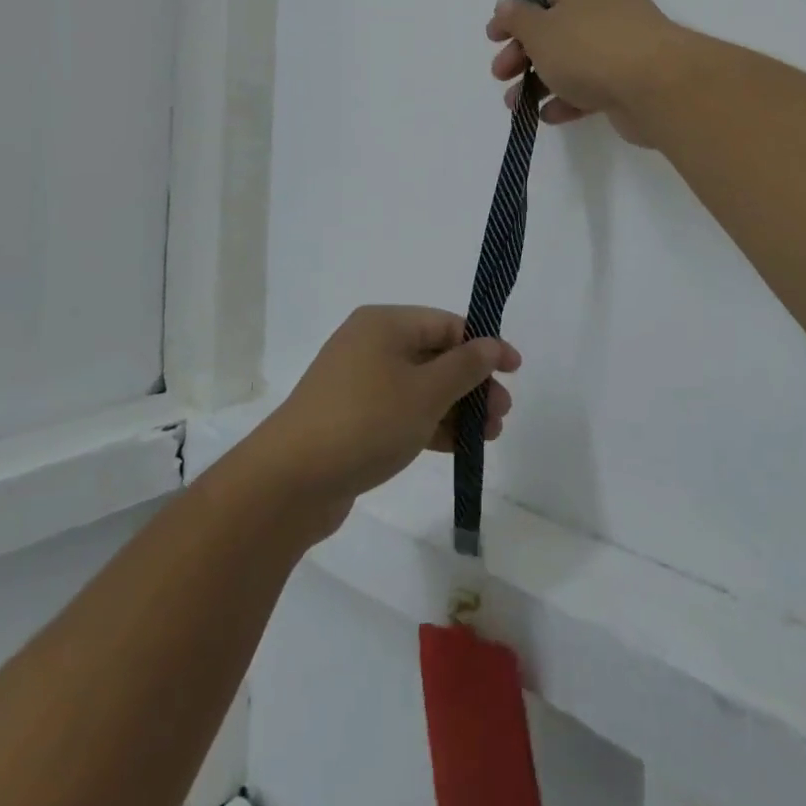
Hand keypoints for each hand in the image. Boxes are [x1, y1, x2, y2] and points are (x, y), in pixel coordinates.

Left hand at [253, 307, 519, 536]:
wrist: (290, 481)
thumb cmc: (366, 421)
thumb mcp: (426, 392)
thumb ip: (465, 367)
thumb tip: (491, 344)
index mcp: (384, 324)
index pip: (446, 324)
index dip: (484, 346)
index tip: (515, 372)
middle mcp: (370, 345)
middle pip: (434, 356)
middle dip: (472, 384)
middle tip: (501, 415)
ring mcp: (358, 383)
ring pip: (420, 387)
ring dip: (456, 408)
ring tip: (487, 437)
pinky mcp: (352, 419)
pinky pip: (401, 412)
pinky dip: (430, 424)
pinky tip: (458, 447)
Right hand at [487, 0, 690, 146]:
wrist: (655, 86)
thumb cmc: (588, 46)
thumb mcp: (539, 30)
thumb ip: (516, 19)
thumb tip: (504, 8)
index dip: (515, 16)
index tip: (494, 39)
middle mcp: (606, 3)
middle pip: (554, 28)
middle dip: (522, 55)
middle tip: (500, 75)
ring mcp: (622, 41)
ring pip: (571, 59)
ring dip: (540, 82)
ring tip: (515, 106)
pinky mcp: (631, 76)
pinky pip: (591, 84)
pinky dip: (568, 98)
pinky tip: (547, 115)